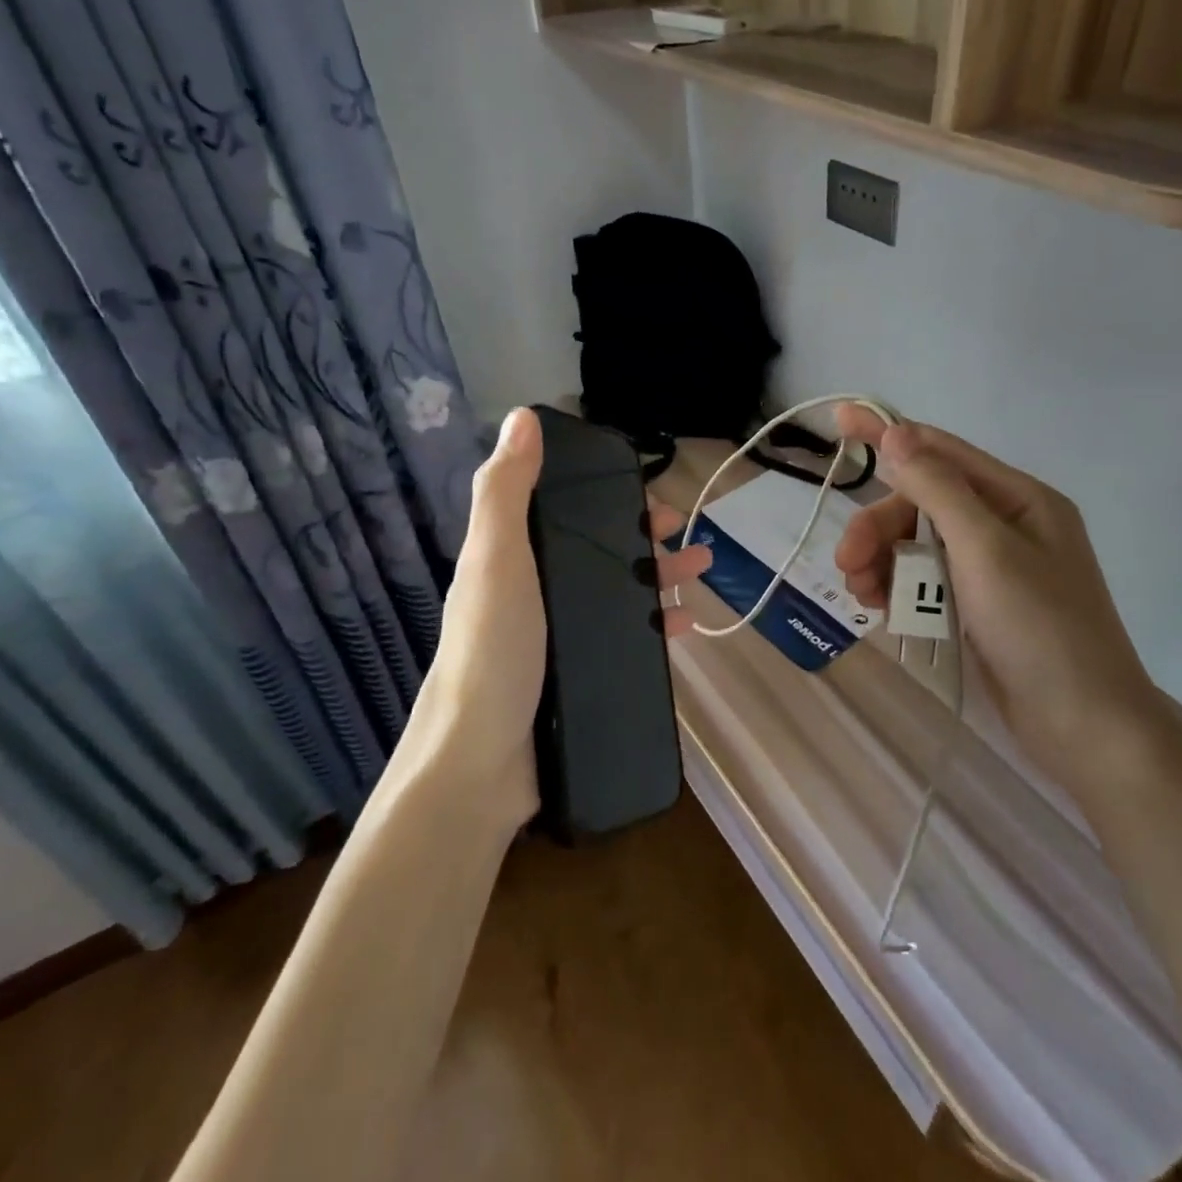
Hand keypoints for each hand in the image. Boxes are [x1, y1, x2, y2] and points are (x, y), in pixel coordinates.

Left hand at [394, 408, 711, 826]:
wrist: (480, 764)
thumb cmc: (492, 651)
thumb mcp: (496, 559)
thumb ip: (506, 490)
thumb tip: (522, 416)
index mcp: (513, 559)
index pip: (566, 512)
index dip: (608, 497)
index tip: (648, 496)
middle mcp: (535, 593)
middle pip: (600, 552)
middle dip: (647, 540)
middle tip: (688, 540)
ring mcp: (559, 638)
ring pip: (620, 593)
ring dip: (661, 578)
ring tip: (701, 575)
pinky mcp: (581, 676)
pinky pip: (627, 639)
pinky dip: (657, 627)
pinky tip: (686, 627)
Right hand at [832, 407, 1160, 781]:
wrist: (1082, 728)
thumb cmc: (1039, 628)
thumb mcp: (985, 549)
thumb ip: (937, 488)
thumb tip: (895, 433)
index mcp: (1019, 499)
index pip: (941, 451)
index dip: (888, 434)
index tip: (839, 419)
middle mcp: (1005, 525)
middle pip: (922, 505)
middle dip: (879, 528)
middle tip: (847, 563)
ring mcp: (991, 569)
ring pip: (917, 545)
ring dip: (883, 561)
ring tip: (861, 594)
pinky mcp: (978, 607)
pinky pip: (925, 580)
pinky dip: (899, 588)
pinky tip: (881, 608)